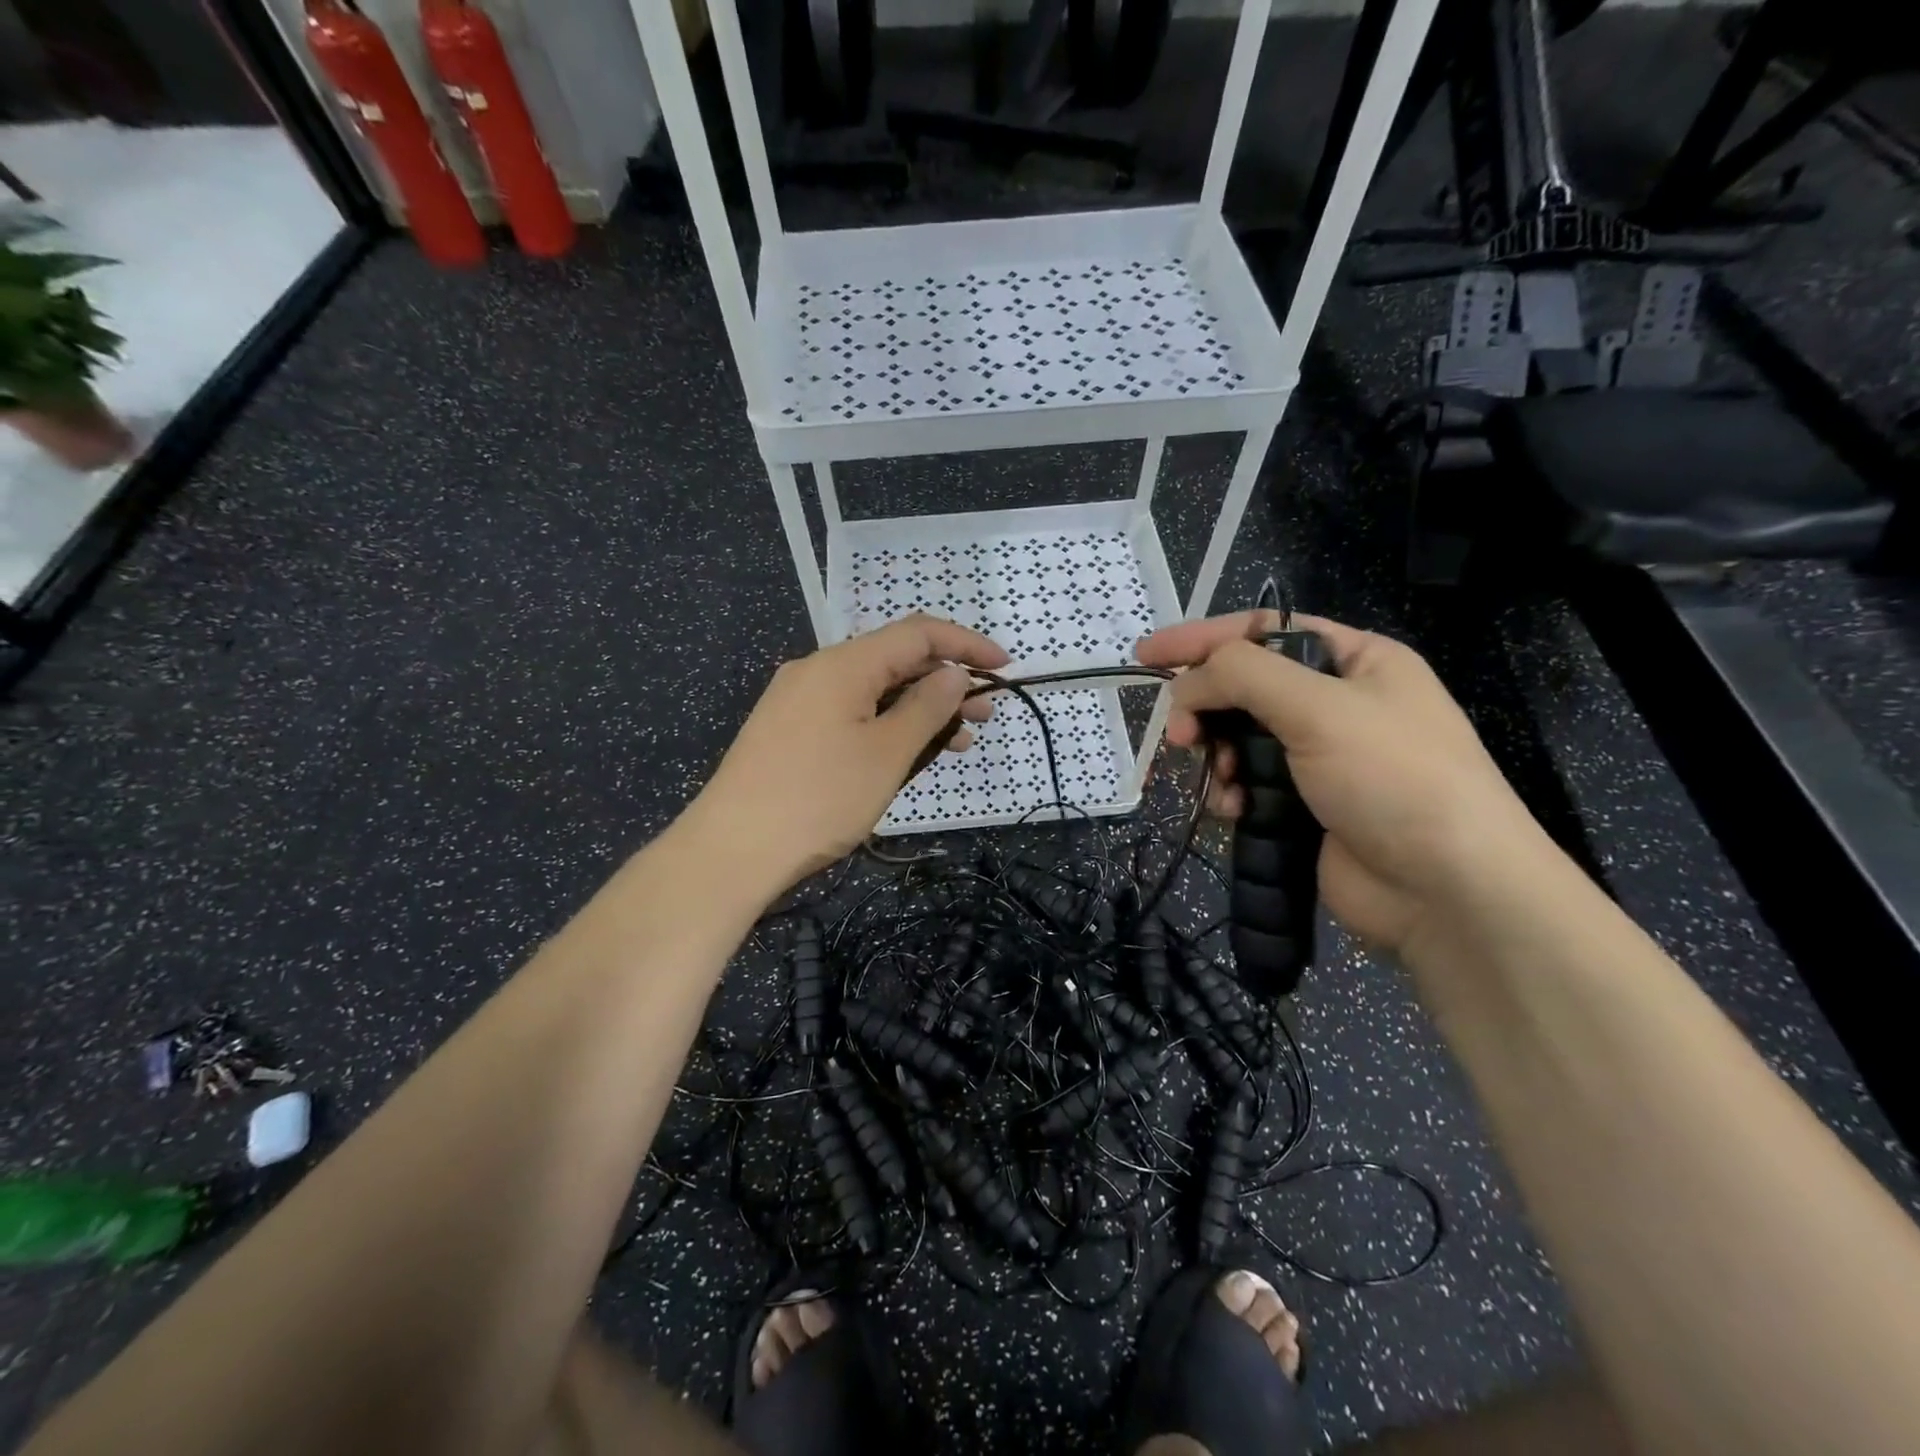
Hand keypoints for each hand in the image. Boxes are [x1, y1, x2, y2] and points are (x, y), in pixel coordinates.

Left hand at [688, 614, 1009, 891]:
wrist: (731, 851)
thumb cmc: (818, 799)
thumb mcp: (886, 754)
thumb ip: (927, 708)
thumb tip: (953, 675)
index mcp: (843, 664)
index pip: (917, 633)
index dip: (966, 644)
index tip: (1005, 667)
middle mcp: (818, 671)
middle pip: (894, 660)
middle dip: (945, 682)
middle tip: (985, 715)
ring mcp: (799, 701)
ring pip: (873, 691)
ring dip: (918, 709)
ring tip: (957, 742)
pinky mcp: (789, 731)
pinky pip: (850, 713)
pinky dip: (886, 725)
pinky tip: (906, 753)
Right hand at [1137, 611, 1549, 953]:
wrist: (1447, 891)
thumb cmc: (1393, 778)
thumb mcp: (1319, 707)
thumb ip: (1242, 675)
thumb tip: (1186, 684)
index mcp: (1355, 661)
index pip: (1263, 631)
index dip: (1202, 638)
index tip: (1147, 654)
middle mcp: (1337, 703)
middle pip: (1245, 687)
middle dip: (1206, 708)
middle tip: (1180, 735)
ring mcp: (1320, 758)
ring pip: (1239, 739)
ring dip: (1218, 757)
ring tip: (1219, 780)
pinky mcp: (1304, 805)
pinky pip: (1248, 784)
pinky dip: (1232, 793)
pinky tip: (1235, 810)